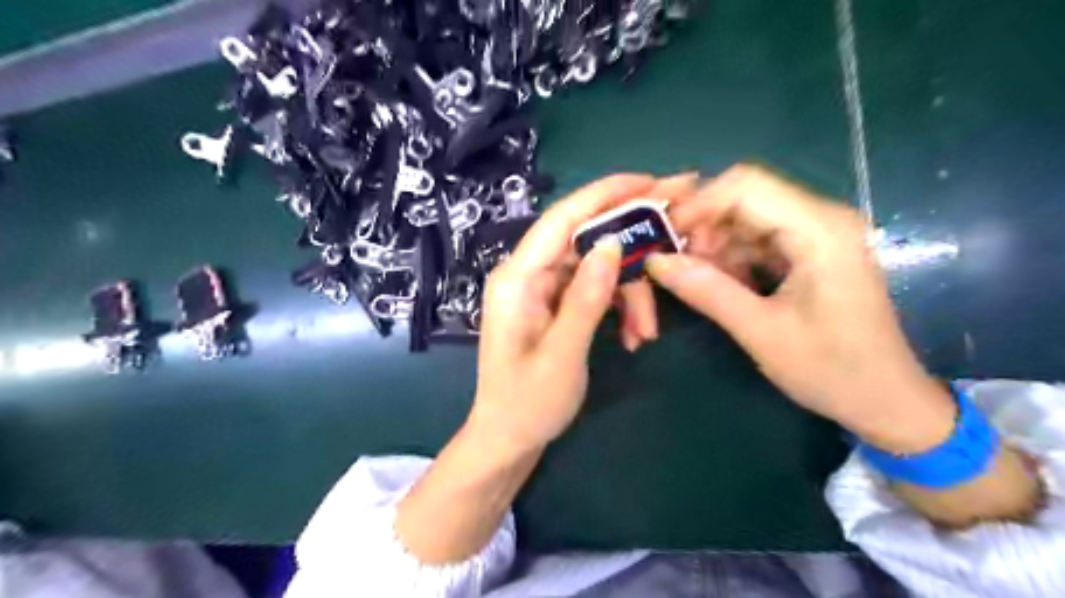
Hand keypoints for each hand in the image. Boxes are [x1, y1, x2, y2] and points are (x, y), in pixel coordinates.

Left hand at [468, 173, 700, 452]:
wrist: (509, 439)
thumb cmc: (528, 404)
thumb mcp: (562, 354)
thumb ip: (586, 298)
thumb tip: (611, 243)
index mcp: (517, 279)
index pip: (561, 220)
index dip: (604, 194)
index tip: (649, 181)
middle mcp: (528, 274)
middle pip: (585, 240)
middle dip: (631, 247)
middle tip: (677, 240)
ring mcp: (543, 289)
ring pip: (597, 267)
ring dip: (629, 292)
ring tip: (648, 332)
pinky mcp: (556, 304)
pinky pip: (594, 289)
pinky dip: (618, 305)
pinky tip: (634, 336)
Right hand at [650, 163, 956, 452]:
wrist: (887, 401)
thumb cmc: (832, 370)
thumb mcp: (760, 332)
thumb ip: (707, 291)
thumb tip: (654, 261)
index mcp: (819, 229)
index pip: (746, 186)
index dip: (698, 205)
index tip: (664, 236)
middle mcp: (821, 219)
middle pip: (745, 198)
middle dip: (703, 227)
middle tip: (675, 263)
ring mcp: (817, 235)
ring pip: (747, 219)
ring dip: (715, 245)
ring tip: (694, 279)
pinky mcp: (811, 253)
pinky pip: (759, 240)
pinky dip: (732, 258)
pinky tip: (720, 284)